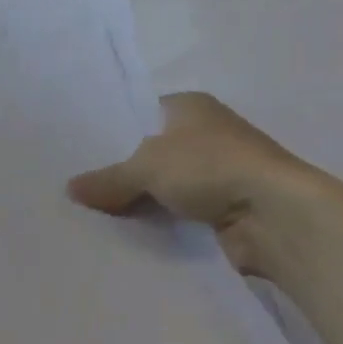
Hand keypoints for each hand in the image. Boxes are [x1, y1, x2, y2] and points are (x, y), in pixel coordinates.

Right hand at [68, 93, 316, 274]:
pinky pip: (180, 215)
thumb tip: (69, 189)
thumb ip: (108, 178)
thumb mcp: (147, 165)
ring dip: (141, 202)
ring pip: (165, 187)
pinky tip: (127, 236)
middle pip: (152, 154)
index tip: (81, 156)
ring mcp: (218, 173)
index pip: (142, 114)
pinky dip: (161, 224)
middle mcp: (206, 134)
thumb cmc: (209, 167)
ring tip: (93, 217)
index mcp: (190, 107)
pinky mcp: (224, 209)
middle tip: (79, 191)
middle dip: (122, 173)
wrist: (273, 214)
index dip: (113, 133)